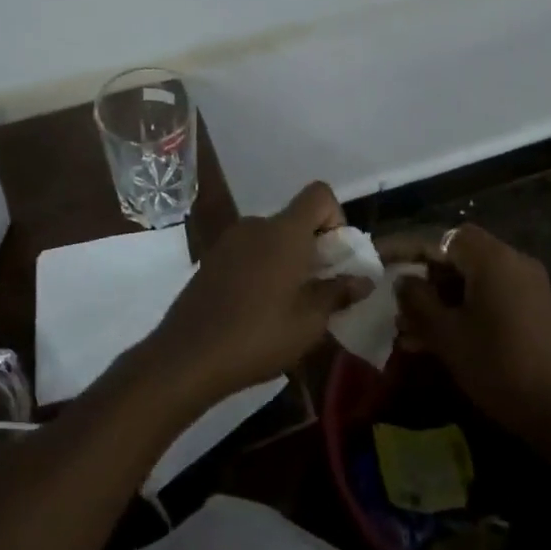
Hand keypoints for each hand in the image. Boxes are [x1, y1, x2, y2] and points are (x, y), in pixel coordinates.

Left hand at [141, 182, 371, 408]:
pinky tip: (257, 308)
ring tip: (287, 305)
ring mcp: (230, 240)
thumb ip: (338, 294)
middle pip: (295, 219)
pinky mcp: (212, 258)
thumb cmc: (258, 336)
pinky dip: (262, 268)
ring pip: (272, 238)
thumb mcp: (309, 323)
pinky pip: (249, 251)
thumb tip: (363, 279)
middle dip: (313, 247)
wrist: (187, 355)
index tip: (336, 256)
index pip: (319, 194)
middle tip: (318, 290)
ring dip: (287, 260)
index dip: (336, 217)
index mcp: (284, 231)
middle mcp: (257, 224)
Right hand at [380, 223, 550, 437]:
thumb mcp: (448, 335)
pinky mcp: (535, 310)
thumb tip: (403, 280)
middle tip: (397, 303)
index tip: (381, 262)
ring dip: (441, 300)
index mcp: (492, 258)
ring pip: (472, 281)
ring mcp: (527, 286)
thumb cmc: (500, 366)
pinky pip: (490, 298)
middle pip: (457, 257)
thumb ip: (418, 301)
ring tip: (410, 331)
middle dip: (424, 279)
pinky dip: (464, 311)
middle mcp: (512, 261)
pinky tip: (440, 342)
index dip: (407, 249)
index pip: (441, 238)